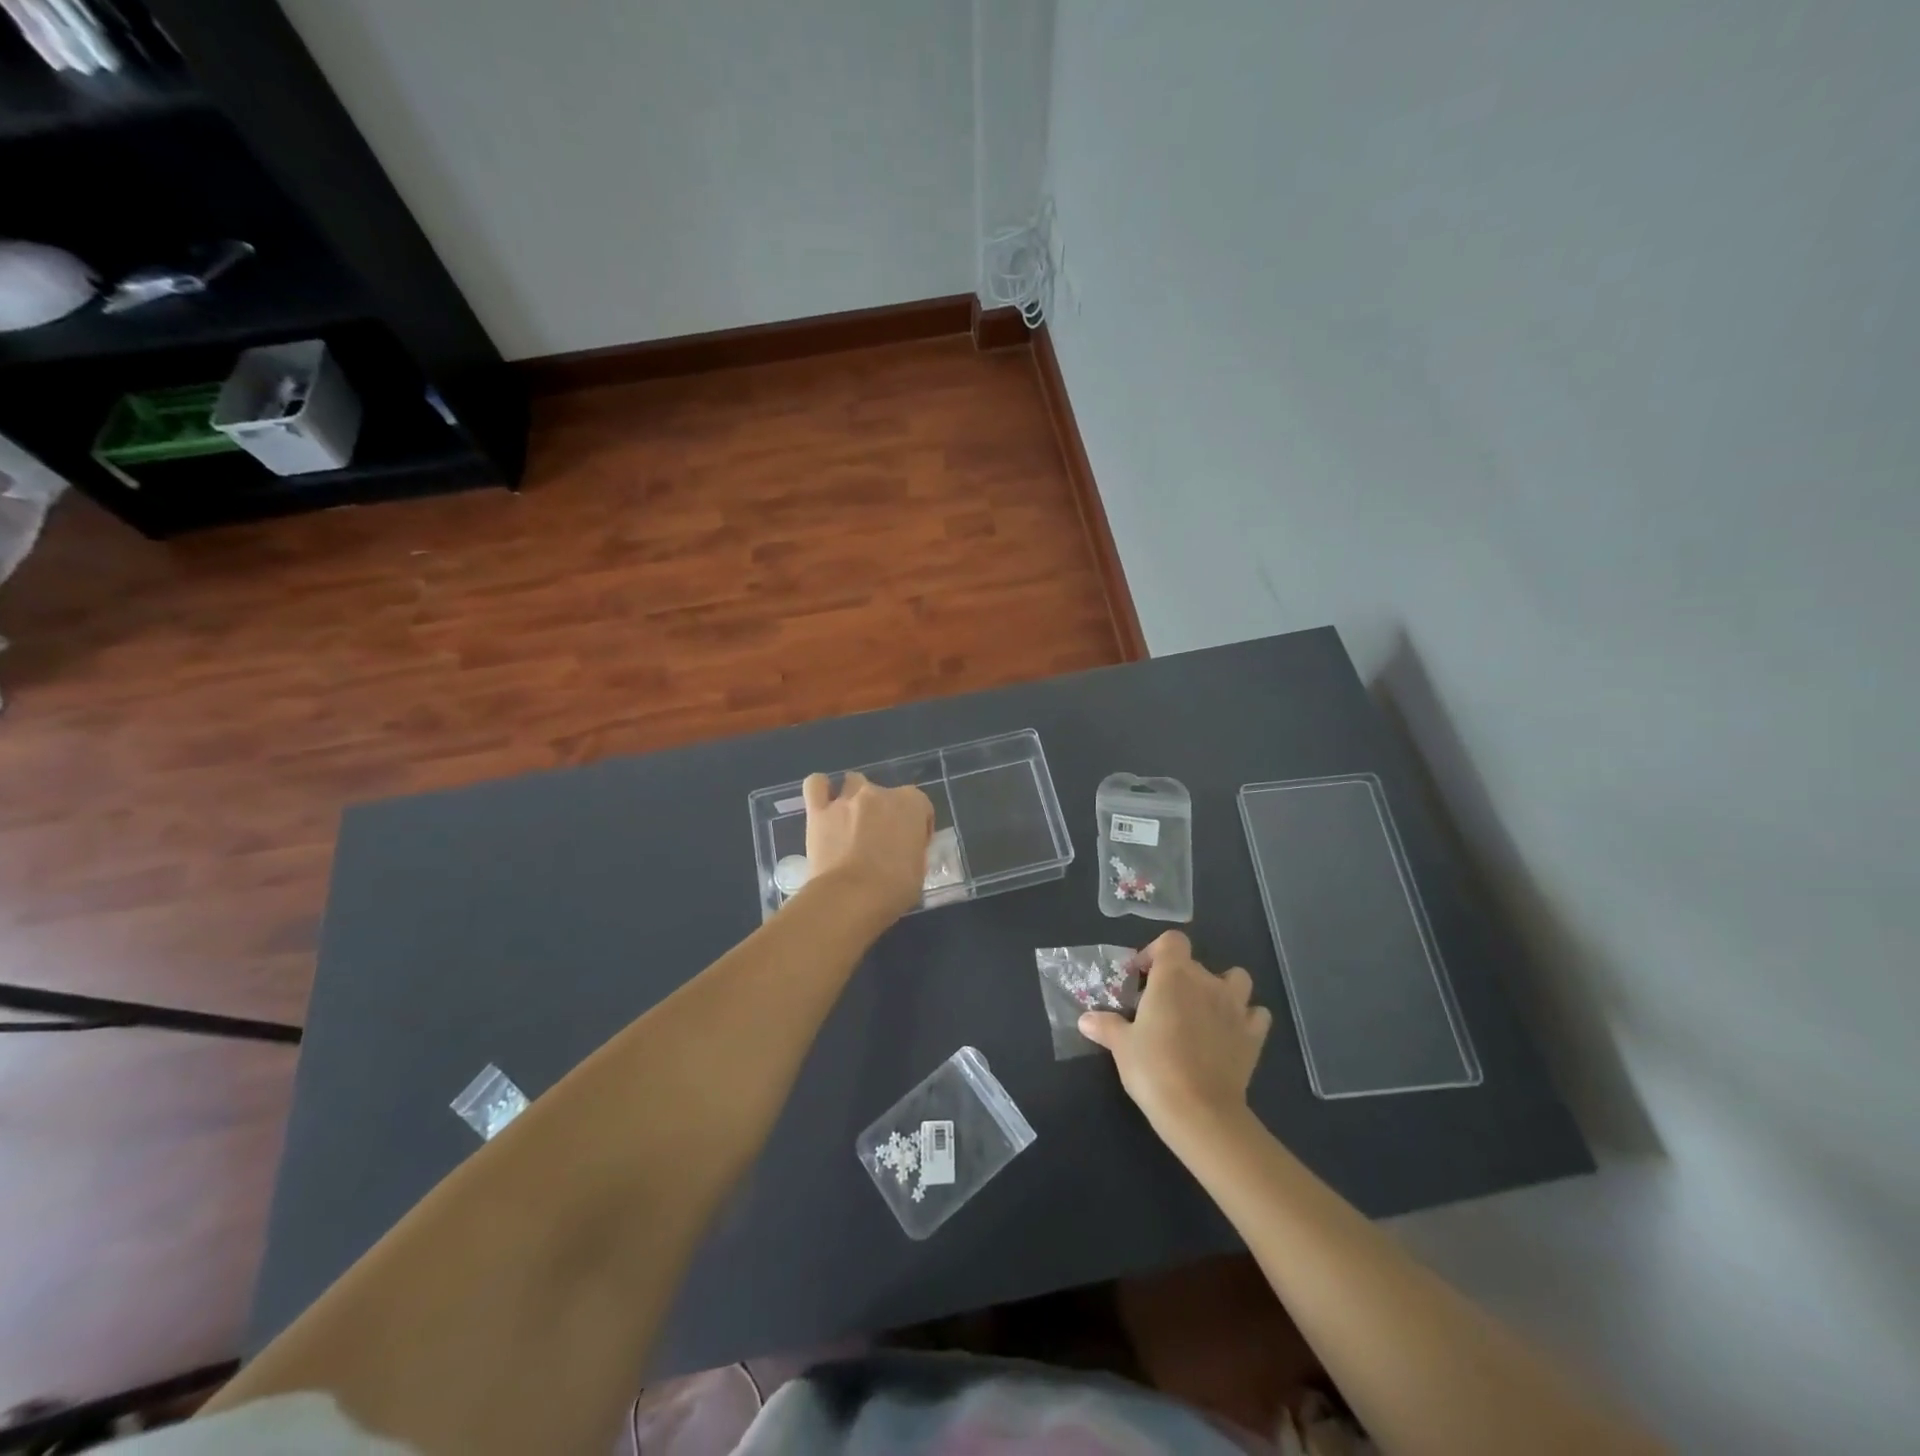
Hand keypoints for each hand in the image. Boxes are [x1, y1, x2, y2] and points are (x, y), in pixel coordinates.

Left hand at [802, 771, 933, 920]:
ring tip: (851, 823)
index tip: (911, 846)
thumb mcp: (919, 870)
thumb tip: (904, 852)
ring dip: (855, 798)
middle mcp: (879, 793)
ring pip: (853, 783)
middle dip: (884, 813)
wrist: (851, 898)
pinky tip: (824, 803)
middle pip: (885, 794)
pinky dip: (820, 788)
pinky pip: (816, 785)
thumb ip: (913, 850)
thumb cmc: (894, 888)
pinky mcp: (818, 811)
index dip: (916, 827)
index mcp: (911, 804)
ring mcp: (847, 799)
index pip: (920, 806)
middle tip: (880, 841)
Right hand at [1079, 930, 1271, 1138]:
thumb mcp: (1121, 1045)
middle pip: (1195, 964)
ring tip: (1203, 1009)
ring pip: (1236, 979)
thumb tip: (1085, 1019)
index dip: (1156, 952)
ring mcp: (1235, 1007)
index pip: (1172, 941)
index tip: (1142, 976)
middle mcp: (1207, 982)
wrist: (1200, 1111)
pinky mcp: (1253, 1035)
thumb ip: (1105, 1026)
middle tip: (1161, 1006)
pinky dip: (1246, 1018)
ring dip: (1221, 988)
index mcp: (1174, 976)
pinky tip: (1231, 1032)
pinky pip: (1256, 1014)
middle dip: (1179, 978)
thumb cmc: (1154, 1068)